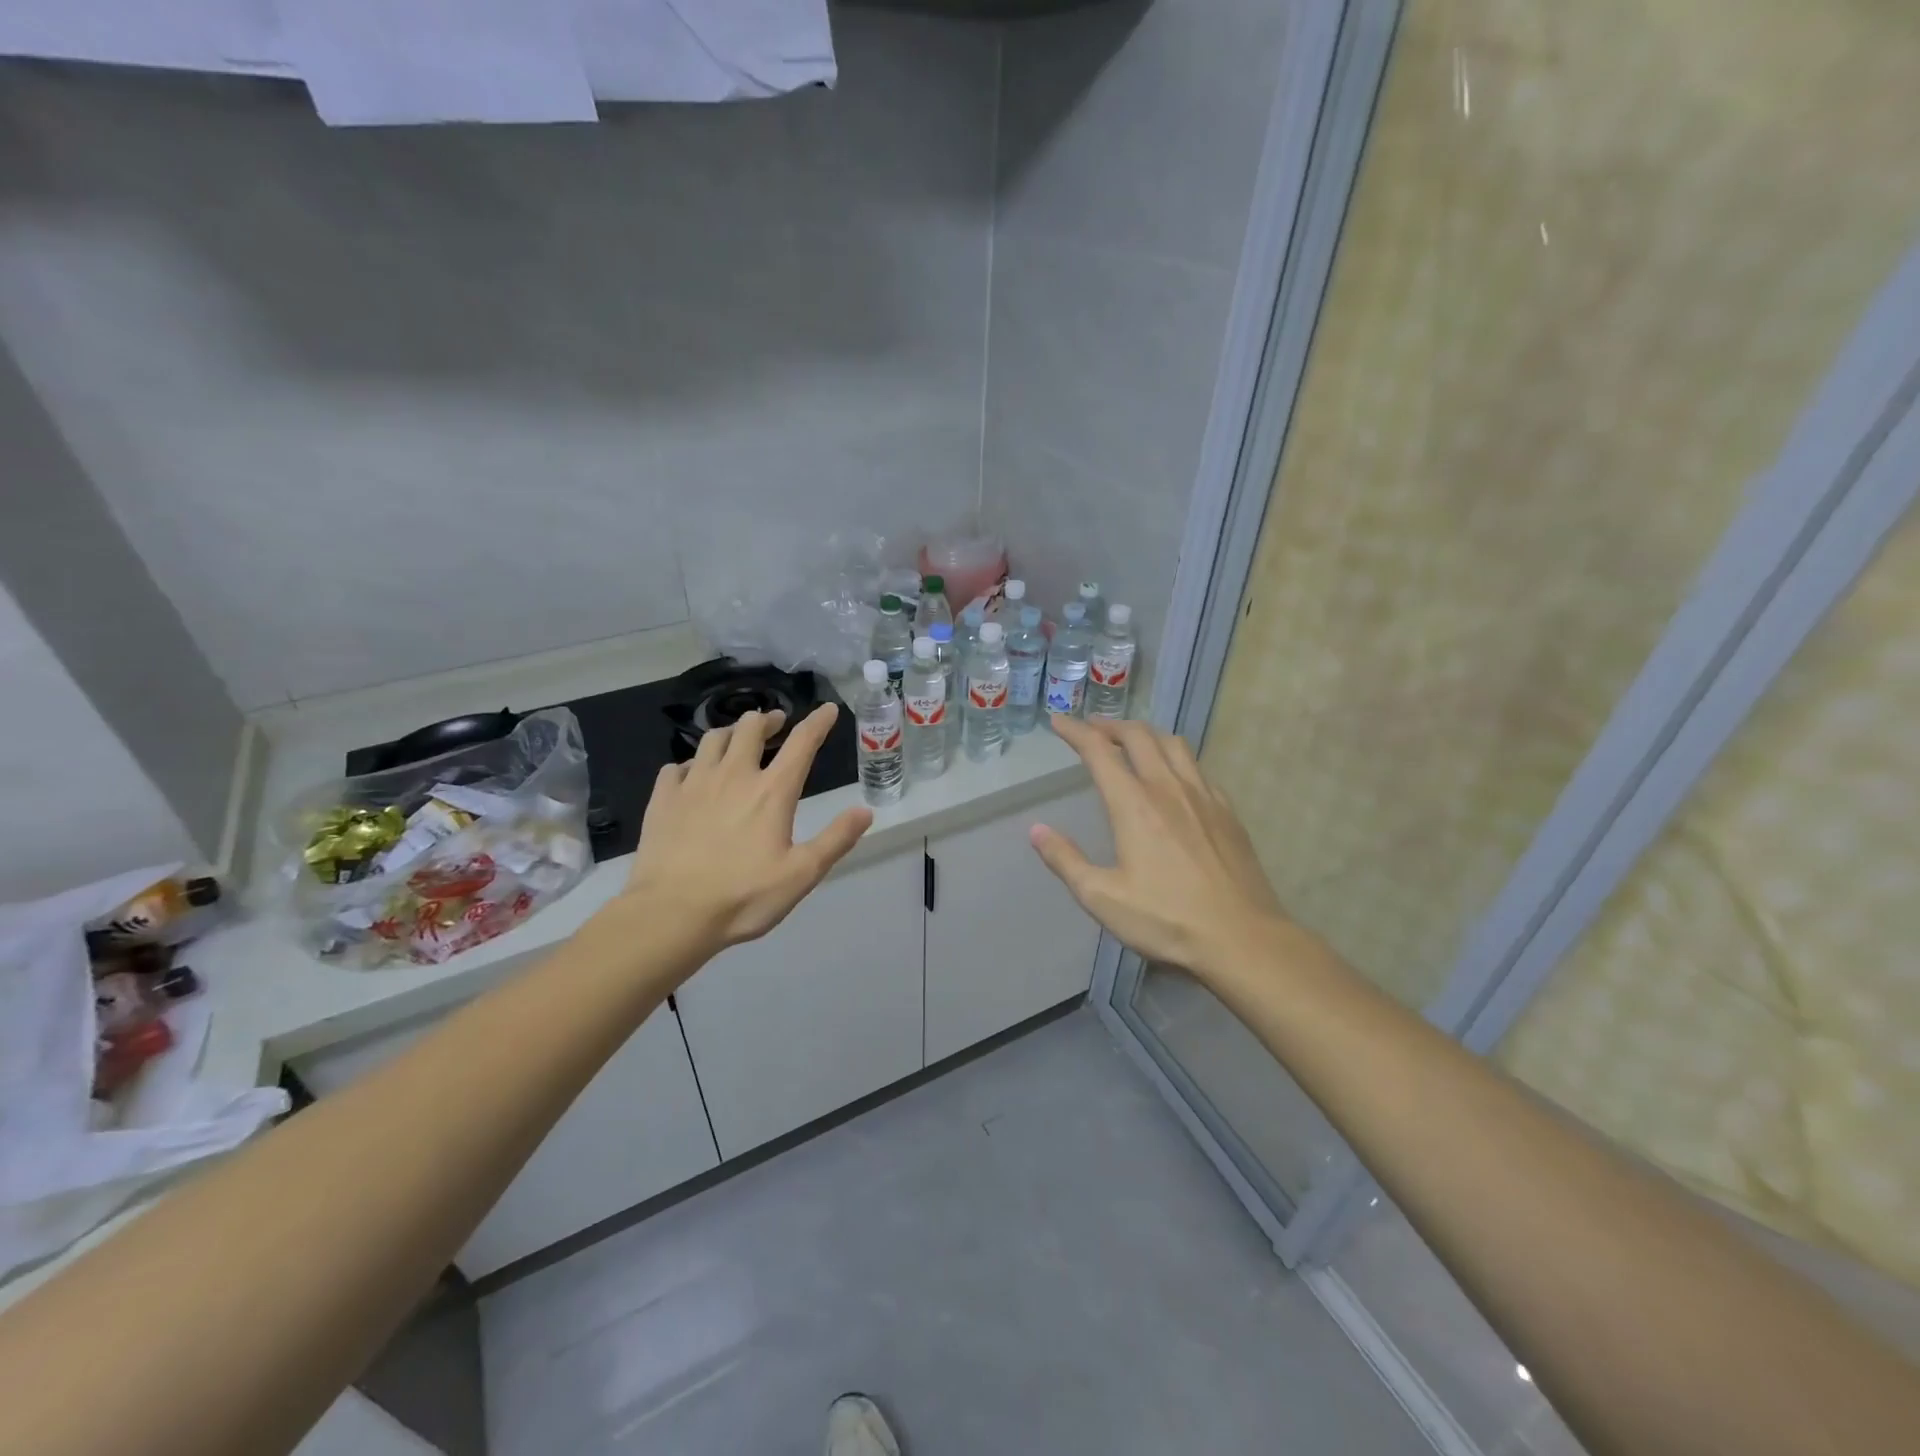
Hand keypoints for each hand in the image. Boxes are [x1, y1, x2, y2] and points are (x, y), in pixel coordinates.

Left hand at [622, 705, 872, 951]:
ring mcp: (693, 784)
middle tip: (775, 724)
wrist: (671, 914)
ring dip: (730, 734)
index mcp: (772, 792)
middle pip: (750, 728)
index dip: (818, 722)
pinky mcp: (663, 799)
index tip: (827, 709)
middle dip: (767, 719)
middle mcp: (733, 776)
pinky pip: (676, 766)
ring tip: (736, 741)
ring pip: (712, 739)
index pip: (802, 744)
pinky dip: (691, 764)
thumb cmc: (743, 897)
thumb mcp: (802, 874)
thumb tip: (865, 811)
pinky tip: (692, 775)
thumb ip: (835, 840)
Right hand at [1031, 715, 1284, 978]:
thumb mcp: (1102, 897)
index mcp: (1134, 805)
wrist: (1242, 939)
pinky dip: (1176, 759)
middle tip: (1092, 730)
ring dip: (1146, 734)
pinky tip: (1175, 778)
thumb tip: (1037, 830)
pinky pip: (1198, 769)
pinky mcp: (1227, 812)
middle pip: (1139, 736)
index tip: (1058, 721)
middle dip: (1110, 726)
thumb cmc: (1166, 920)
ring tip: (1132, 743)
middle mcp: (1168, 788)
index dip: (1075, 731)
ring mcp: (1204, 797)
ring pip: (1173, 744)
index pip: (1099, 751)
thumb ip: (1066, 860)